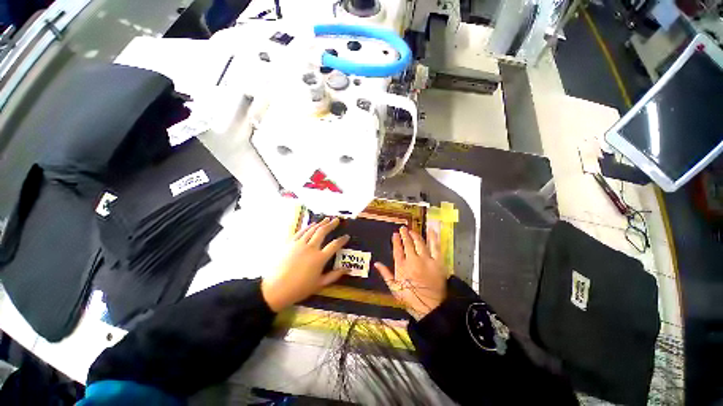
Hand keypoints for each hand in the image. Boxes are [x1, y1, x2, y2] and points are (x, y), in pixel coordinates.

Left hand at [261, 217, 349, 311]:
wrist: (275, 289)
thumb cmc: (299, 288)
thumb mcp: (319, 284)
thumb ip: (334, 276)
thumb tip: (347, 270)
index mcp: (319, 258)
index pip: (334, 245)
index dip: (342, 240)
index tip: (346, 236)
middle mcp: (311, 248)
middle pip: (323, 232)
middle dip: (331, 224)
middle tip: (337, 220)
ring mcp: (299, 244)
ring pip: (312, 229)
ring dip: (320, 223)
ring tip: (326, 219)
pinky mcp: (290, 243)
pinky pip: (301, 232)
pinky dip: (308, 227)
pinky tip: (312, 224)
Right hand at [374, 227, 447, 320]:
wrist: (430, 308)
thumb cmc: (411, 299)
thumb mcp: (394, 288)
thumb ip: (385, 274)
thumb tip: (376, 263)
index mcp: (402, 266)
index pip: (397, 249)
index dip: (396, 240)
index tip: (395, 234)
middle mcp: (413, 260)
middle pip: (408, 244)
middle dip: (405, 234)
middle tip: (403, 228)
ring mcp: (426, 260)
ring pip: (419, 243)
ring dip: (415, 235)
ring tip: (412, 230)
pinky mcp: (437, 262)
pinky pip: (435, 247)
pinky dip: (433, 238)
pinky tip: (431, 229)